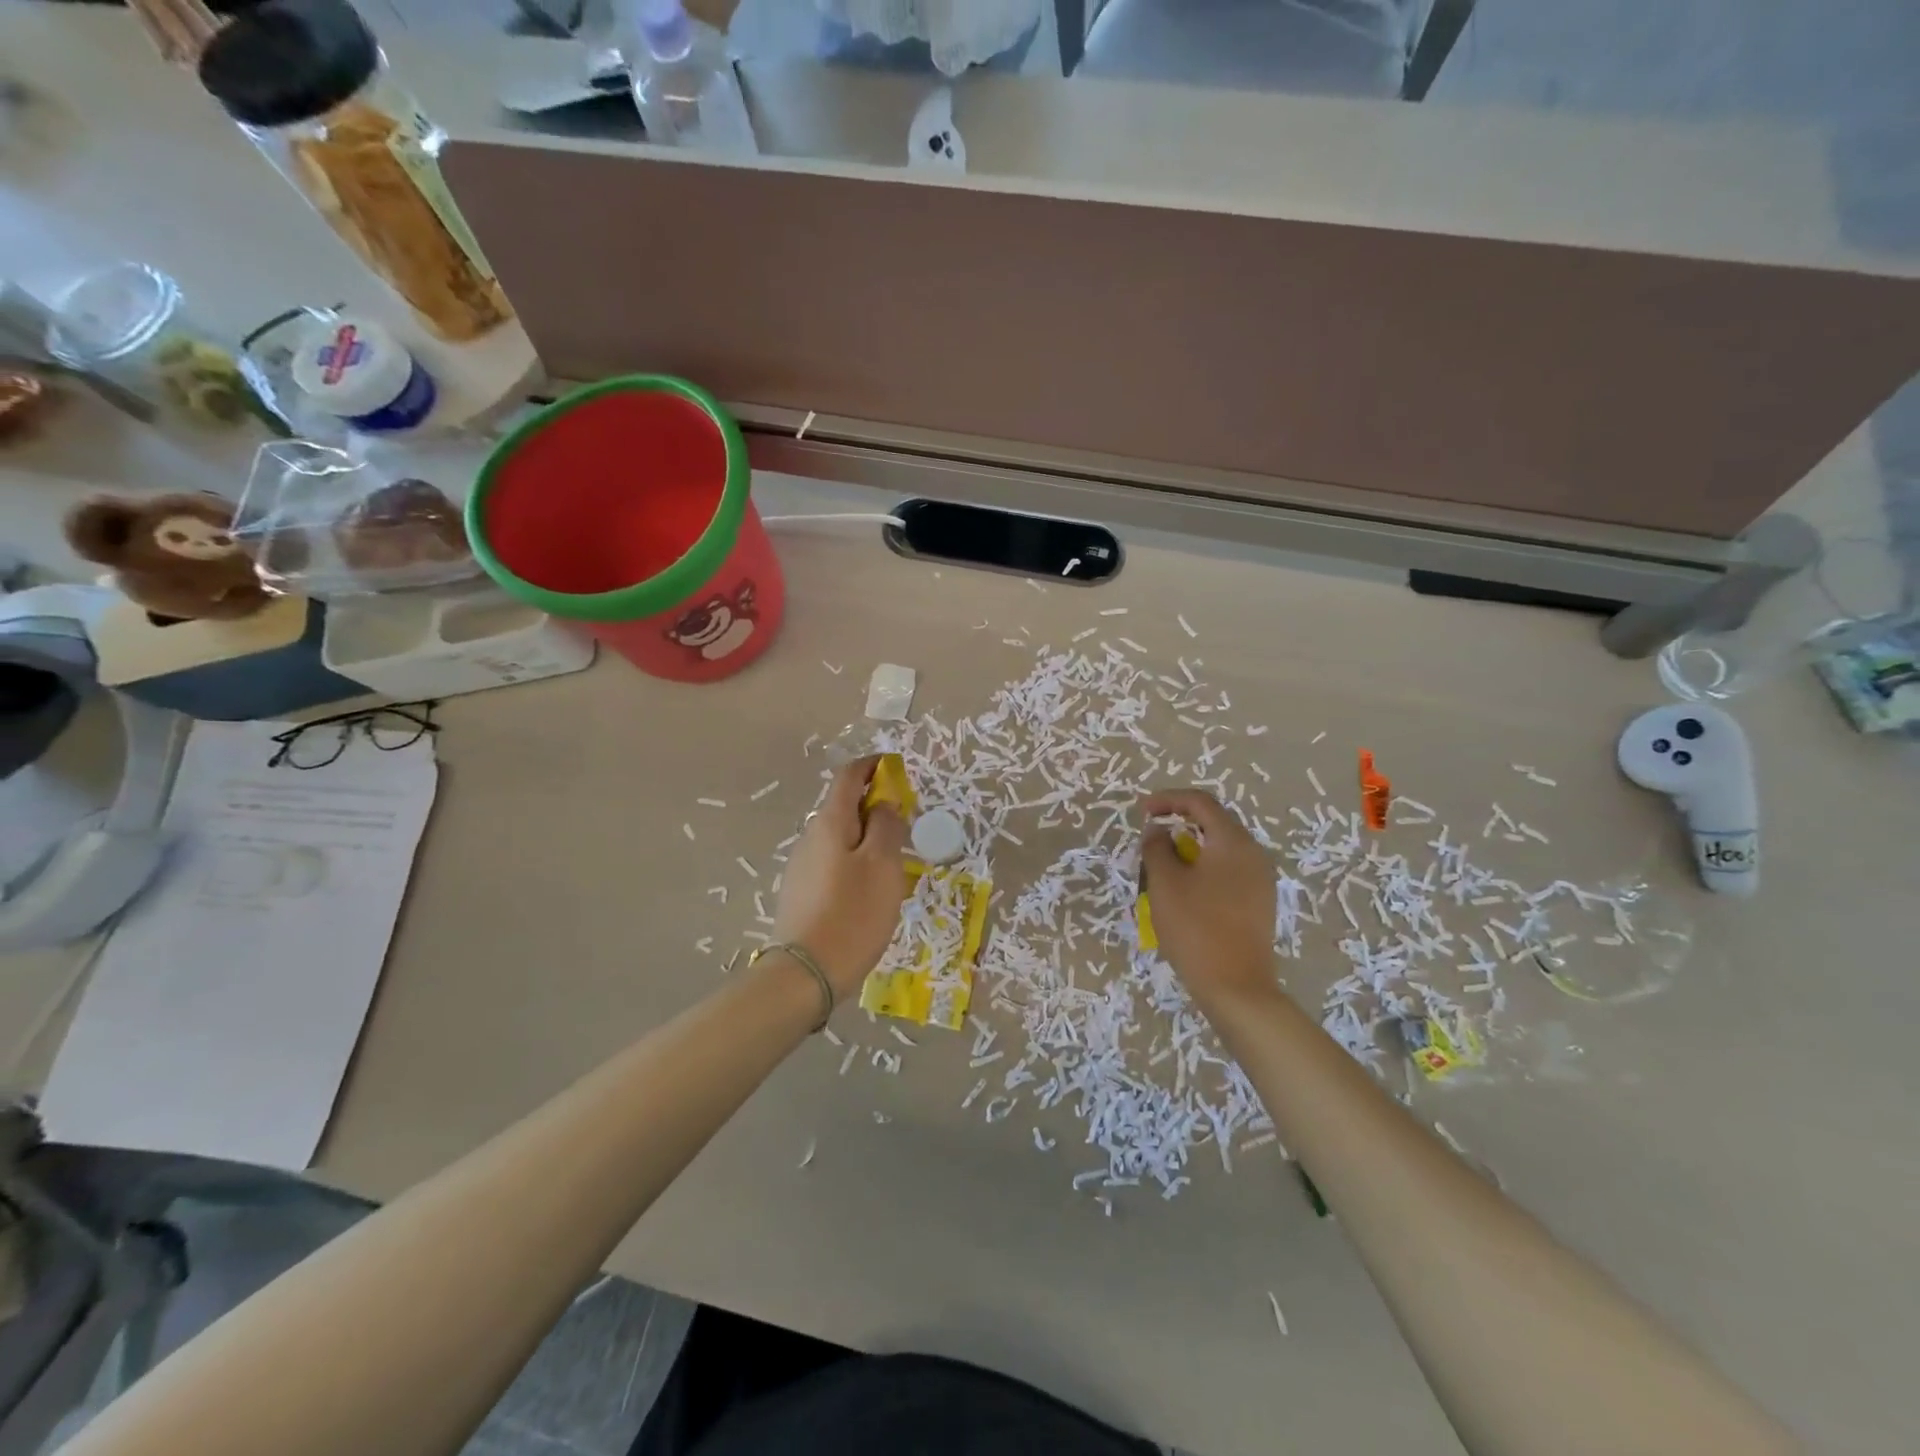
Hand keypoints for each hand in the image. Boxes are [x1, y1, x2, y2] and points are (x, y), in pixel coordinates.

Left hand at [773, 757, 909, 999]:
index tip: (896, 768)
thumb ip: (886, 826)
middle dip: (874, 805)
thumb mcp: (883, 865)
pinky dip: (855, 861)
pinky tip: (870, 890)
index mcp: (830, 823)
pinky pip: (833, 863)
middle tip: (905, 824)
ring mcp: (802, 866)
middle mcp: (810, 837)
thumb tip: (884, 804)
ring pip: (840, 838)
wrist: (806, 974)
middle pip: (843, 807)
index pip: (848, 776)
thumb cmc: (853, 913)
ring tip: (894, 862)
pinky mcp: (801, 893)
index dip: (873, 766)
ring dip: (866, 837)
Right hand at [1141, 789, 1280, 1010]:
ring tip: (1163, 861)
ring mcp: (1260, 879)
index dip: (1168, 799)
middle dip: (1179, 821)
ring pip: (1221, 847)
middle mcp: (1253, 853)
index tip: (1141, 811)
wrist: (1236, 987)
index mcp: (1233, 841)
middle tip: (1151, 832)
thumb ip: (1157, 848)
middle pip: (1214, 821)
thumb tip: (1158, 831)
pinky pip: (1228, 869)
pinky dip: (1203, 866)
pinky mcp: (1259, 902)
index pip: (1200, 802)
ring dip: (1190, 845)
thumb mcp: (1165, 883)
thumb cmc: (1196, 927)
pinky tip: (1185, 886)